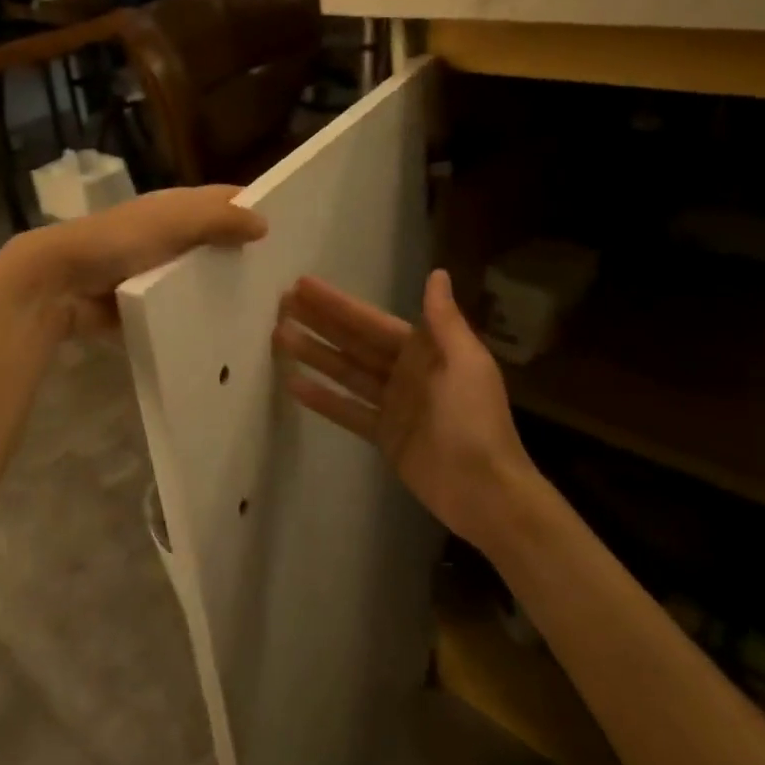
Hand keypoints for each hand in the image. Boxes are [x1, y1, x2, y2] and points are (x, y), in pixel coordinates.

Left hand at [0, 186, 268, 337]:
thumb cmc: (118, 242)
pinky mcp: (147, 304)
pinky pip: (182, 309)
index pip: (224, 202)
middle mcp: (169, 235)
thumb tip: (265, 223)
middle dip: (246, 256)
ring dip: (226, 291)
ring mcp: (157, 272)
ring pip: (201, 278)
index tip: (296, 229)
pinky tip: (231, 334)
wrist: (59, 284)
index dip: (255, 209)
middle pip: (216, 242)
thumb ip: (219, 219)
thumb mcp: (173, 223)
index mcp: (176, 208)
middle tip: (292, 283)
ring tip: (271, 314)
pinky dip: (201, 317)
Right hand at [273, 268, 540, 549]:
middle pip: (353, 342)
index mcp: (425, 350)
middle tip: (281, 305)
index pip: (370, 321)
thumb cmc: (476, 421)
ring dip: (314, 354)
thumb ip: (445, 321)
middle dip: (319, 323)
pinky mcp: (384, 434)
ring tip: (279, 337)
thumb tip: (436, 274)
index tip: (303, 286)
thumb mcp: (467, 364)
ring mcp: (392, 404)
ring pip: (345, 372)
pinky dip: (323, 398)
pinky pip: (348, 410)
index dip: (337, 305)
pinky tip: (293, 384)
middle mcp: (405, 371)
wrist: (485, 490)